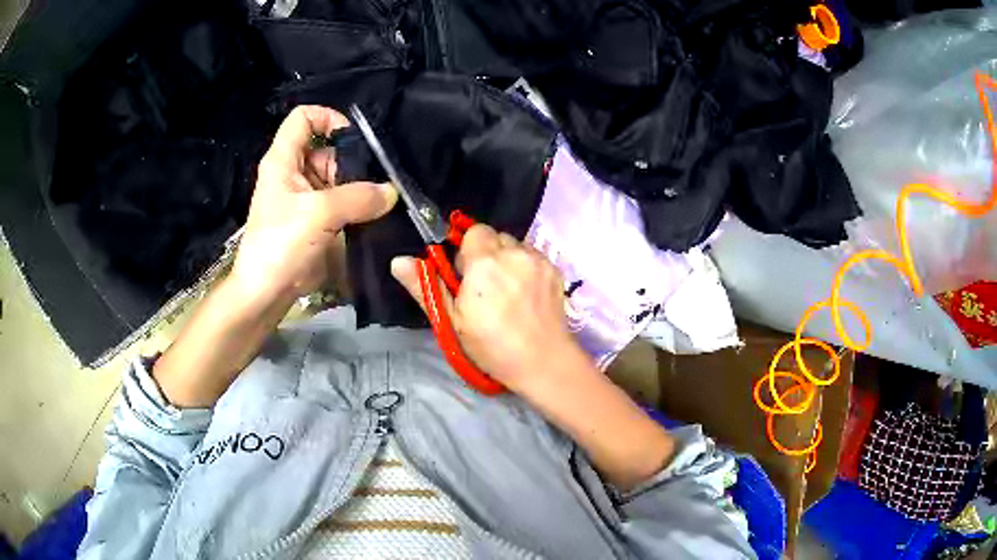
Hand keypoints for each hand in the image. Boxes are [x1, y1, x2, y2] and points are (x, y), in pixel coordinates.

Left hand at [230, 106, 396, 303]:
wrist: (265, 293)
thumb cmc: (281, 244)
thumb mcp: (319, 214)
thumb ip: (358, 197)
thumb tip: (392, 192)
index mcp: (284, 160)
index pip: (304, 118)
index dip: (329, 118)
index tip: (354, 139)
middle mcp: (294, 173)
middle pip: (327, 149)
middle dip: (354, 159)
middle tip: (380, 177)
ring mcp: (305, 198)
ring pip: (337, 177)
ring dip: (359, 185)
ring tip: (382, 198)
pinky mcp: (315, 220)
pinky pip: (340, 202)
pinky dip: (357, 205)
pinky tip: (375, 214)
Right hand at [391, 224, 584, 394]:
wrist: (542, 362)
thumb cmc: (492, 346)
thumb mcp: (452, 321)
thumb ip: (425, 286)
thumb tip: (398, 260)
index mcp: (484, 263)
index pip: (473, 231)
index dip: (467, 251)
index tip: (466, 276)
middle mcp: (513, 253)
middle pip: (495, 236)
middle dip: (487, 253)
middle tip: (485, 286)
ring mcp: (538, 260)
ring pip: (515, 245)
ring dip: (507, 258)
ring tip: (508, 290)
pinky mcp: (555, 268)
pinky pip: (533, 256)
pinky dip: (525, 266)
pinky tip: (526, 293)